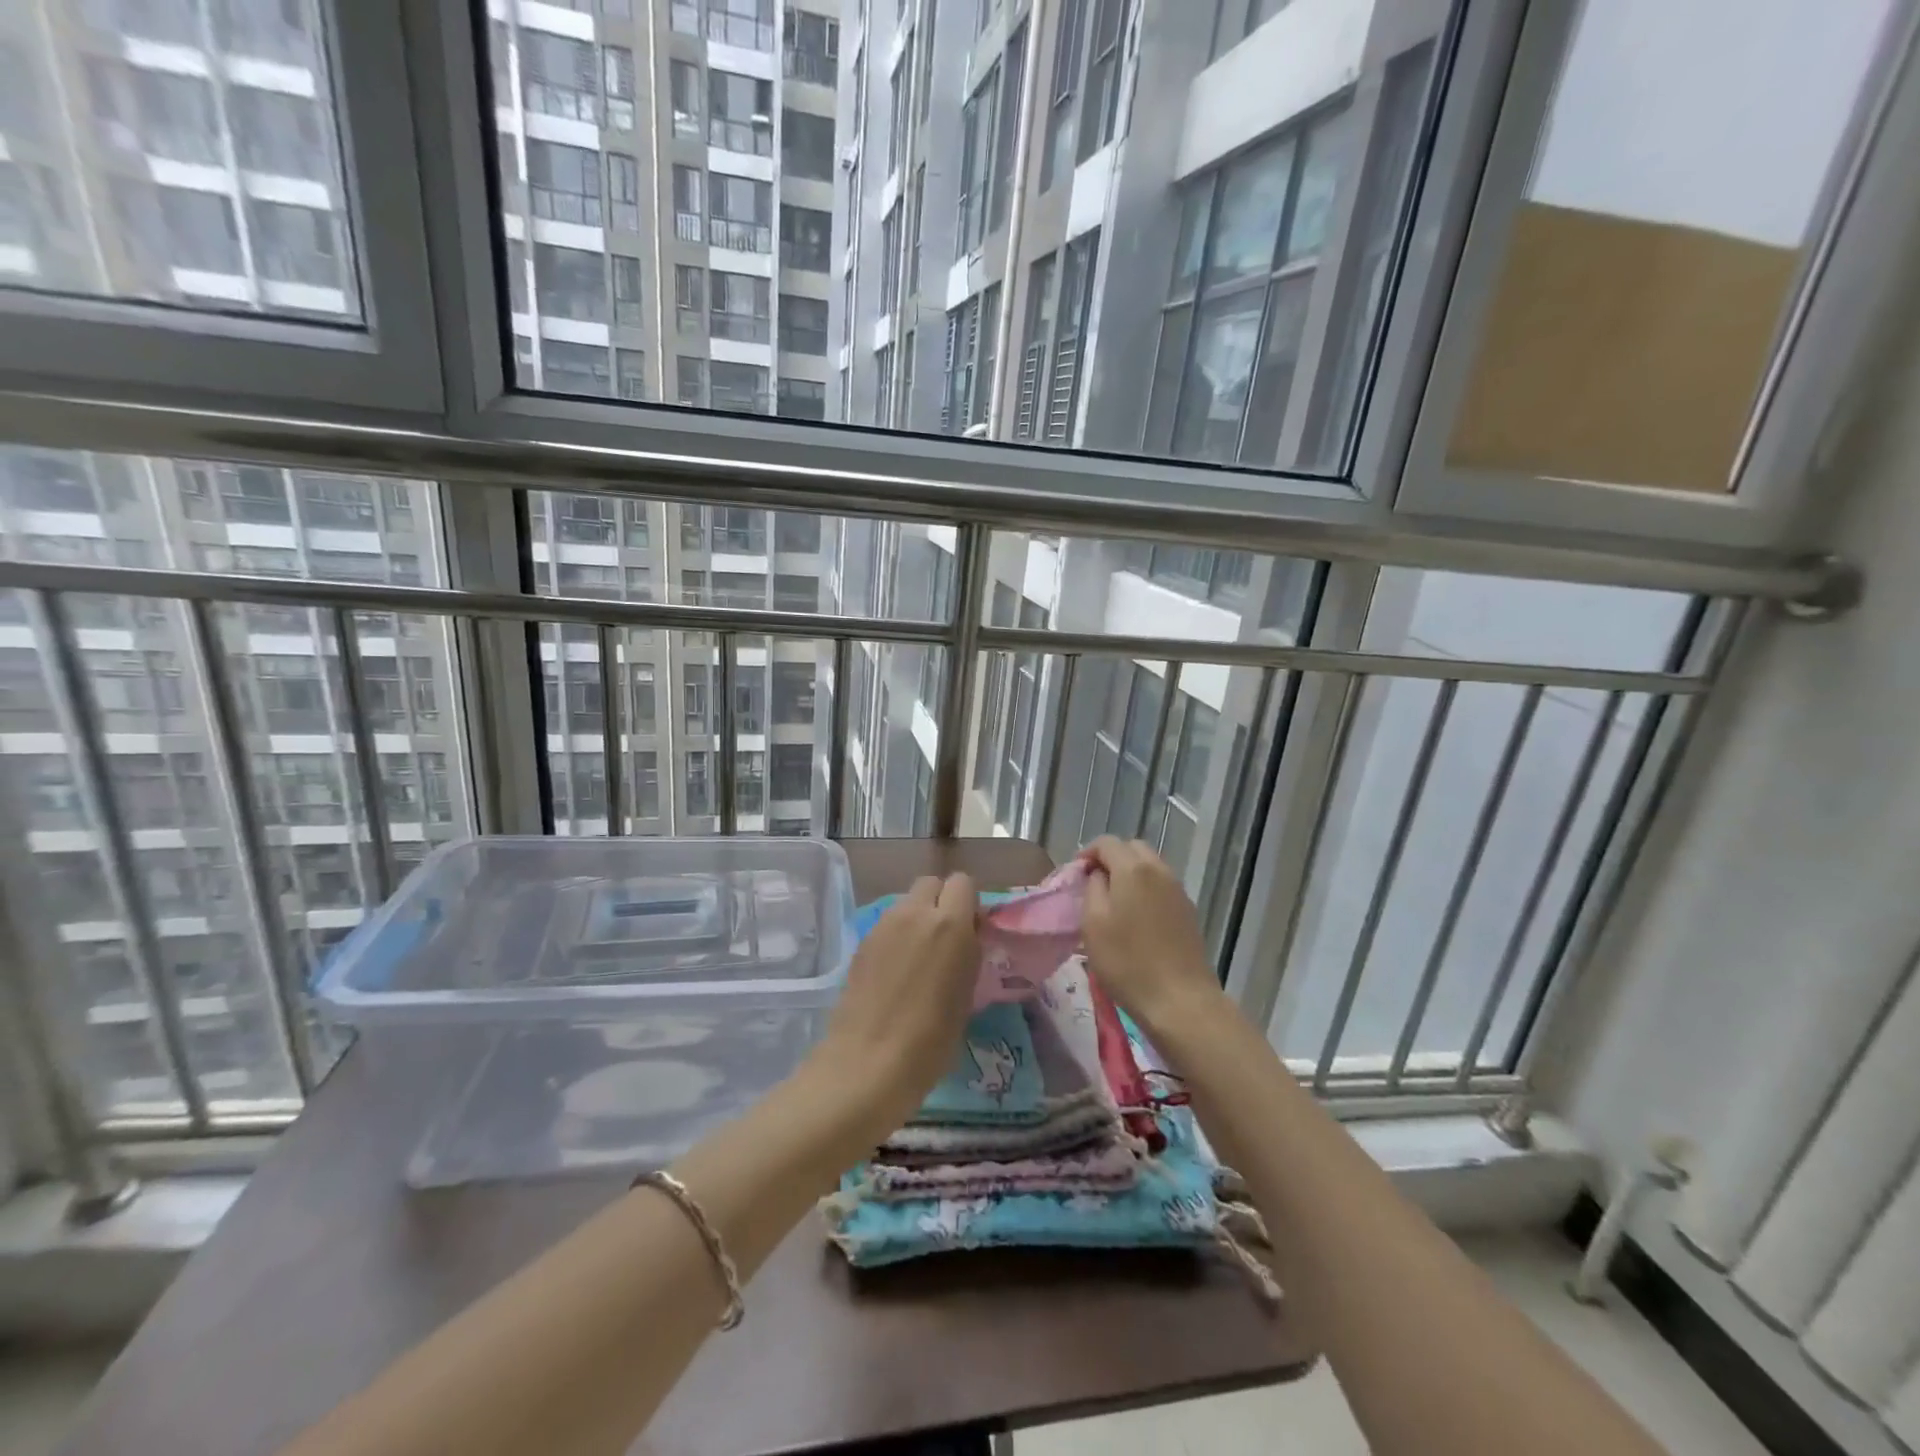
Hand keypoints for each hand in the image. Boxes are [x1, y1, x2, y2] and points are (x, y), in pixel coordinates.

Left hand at [812, 873, 978, 1143]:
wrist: (868, 1063)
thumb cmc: (931, 1039)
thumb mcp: (966, 994)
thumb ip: (967, 954)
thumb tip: (965, 939)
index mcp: (950, 924)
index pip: (963, 882)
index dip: (969, 902)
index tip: (972, 930)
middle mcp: (915, 913)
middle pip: (931, 883)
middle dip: (941, 901)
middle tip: (946, 938)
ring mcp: (883, 926)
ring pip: (906, 903)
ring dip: (917, 918)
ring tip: (919, 958)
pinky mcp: (861, 943)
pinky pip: (887, 925)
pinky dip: (896, 937)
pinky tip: (895, 972)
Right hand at [1080, 837, 1226, 1036]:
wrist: (1180, 999)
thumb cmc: (1127, 961)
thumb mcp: (1093, 923)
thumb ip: (1092, 888)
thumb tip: (1099, 875)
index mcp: (1133, 869)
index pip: (1107, 842)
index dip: (1087, 853)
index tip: (1075, 875)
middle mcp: (1159, 870)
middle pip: (1132, 848)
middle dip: (1111, 859)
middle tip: (1093, 884)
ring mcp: (1178, 890)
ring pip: (1150, 866)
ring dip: (1129, 874)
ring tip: (1113, 902)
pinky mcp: (1188, 911)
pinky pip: (1161, 886)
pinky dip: (1145, 890)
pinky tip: (1136, 917)